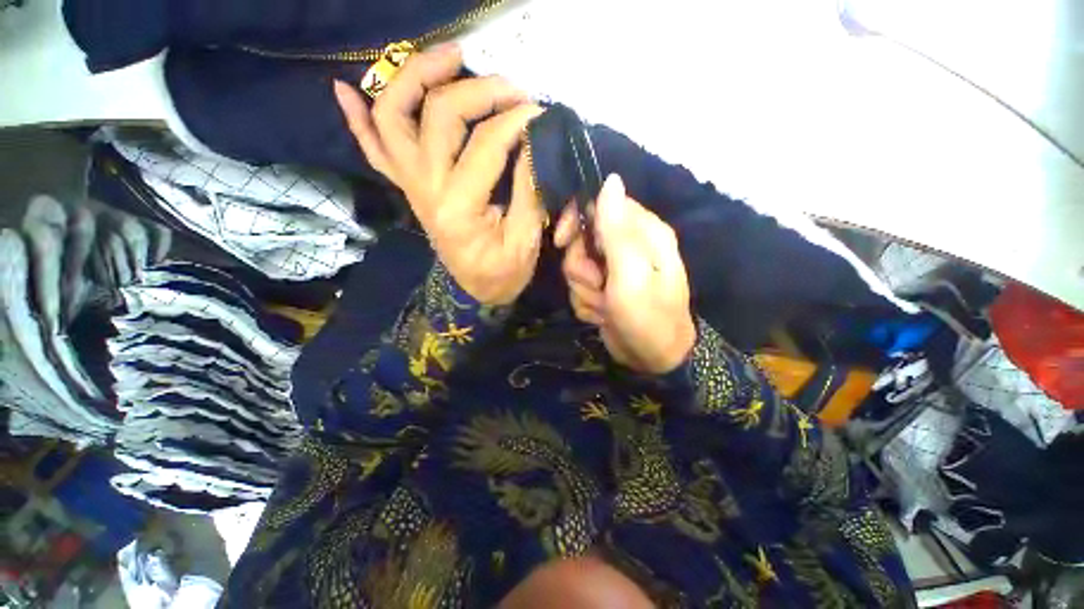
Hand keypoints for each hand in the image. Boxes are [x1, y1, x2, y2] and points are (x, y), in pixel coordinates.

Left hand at [334, 45, 545, 305]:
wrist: (476, 291)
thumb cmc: (503, 272)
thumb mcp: (525, 240)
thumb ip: (529, 190)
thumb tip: (534, 139)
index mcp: (459, 209)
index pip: (486, 144)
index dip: (516, 120)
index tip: (541, 112)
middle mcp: (425, 189)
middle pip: (439, 115)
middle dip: (479, 90)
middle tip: (512, 88)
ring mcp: (410, 185)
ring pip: (394, 116)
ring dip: (416, 76)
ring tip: (451, 55)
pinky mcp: (407, 187)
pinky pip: (373, 150)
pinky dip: (358, 119)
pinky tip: (345, 89)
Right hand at [555, 175, 695, 374]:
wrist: (653, 359)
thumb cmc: (648, 315)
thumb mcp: (631, 272)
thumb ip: (617, 229)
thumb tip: (611, 179)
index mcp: (642, 232)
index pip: (599, 205)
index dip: (576, 221)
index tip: (562, 242)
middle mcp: (627, 246)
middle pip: (582, 241)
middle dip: (581, 267)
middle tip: (597, 285)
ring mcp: (613, 270)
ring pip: (576, 268)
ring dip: (585, 290)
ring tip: (605, 306)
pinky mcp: (604, 289)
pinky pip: (580, 289)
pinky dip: (588, 304)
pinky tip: (603, 315)